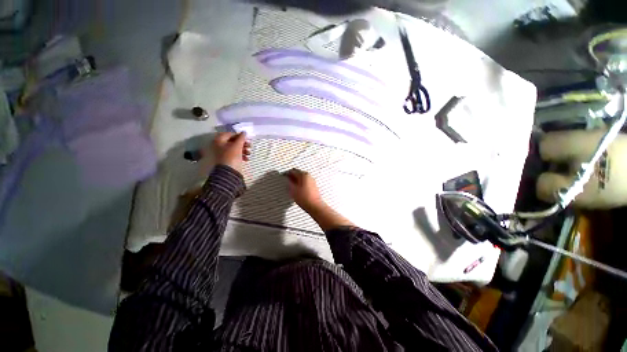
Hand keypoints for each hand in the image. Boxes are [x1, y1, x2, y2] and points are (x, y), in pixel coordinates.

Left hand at [212, 132, 250, 173]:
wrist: (229, 172)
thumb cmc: (231, 156)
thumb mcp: (237, 146)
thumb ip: (241, 138)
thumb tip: (244, 132)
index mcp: (219, 141)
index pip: (229, 134)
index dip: (238, 135)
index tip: (246, 138)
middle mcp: (220, 146)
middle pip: (233, 142)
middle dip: (242, 143)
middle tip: (249, 145)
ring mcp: (224, 154)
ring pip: (235, 149)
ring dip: (244, 150)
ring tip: (249, 153)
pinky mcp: (228, 160)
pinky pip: (236, 155)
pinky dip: (242, 156)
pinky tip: (247, 158)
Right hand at [285, 169, 323, 211]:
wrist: (314, 206)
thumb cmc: (304, 198)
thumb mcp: (293, 190)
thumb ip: (289, 182)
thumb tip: (287, 179)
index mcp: (303, 175)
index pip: (293, 170)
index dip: (287, 173)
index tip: (283, 176)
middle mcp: (309, 176)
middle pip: (298, 173)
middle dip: (292, 176)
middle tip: (287, 181)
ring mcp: (312, 181)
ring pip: (302, 178)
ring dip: (296, 180)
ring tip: (291, 186)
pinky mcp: (314, 186)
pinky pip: (305, 182)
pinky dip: (301, 183)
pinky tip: (298, 189)